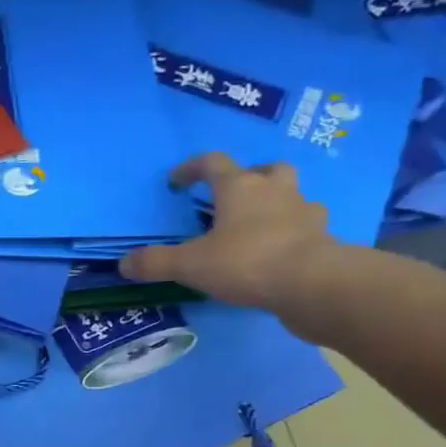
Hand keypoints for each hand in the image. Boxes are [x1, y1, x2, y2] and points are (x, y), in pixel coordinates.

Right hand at [119, 154, 337, 314]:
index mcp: (239, 187)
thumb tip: (123, 264)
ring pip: (291, 194)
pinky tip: (282, 250)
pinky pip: (306, 226)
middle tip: (233, 197)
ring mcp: (304, 211)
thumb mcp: (190, 265)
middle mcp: (274, 189)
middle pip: (264, 169)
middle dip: (248, 178)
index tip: (177, 182)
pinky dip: (293, 232)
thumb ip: (156, 263)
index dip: (191, 169)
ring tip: (259, 224)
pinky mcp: (322, 236)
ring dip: (275, 202)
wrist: (311, 283)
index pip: (212, 163)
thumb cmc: (246, 262)